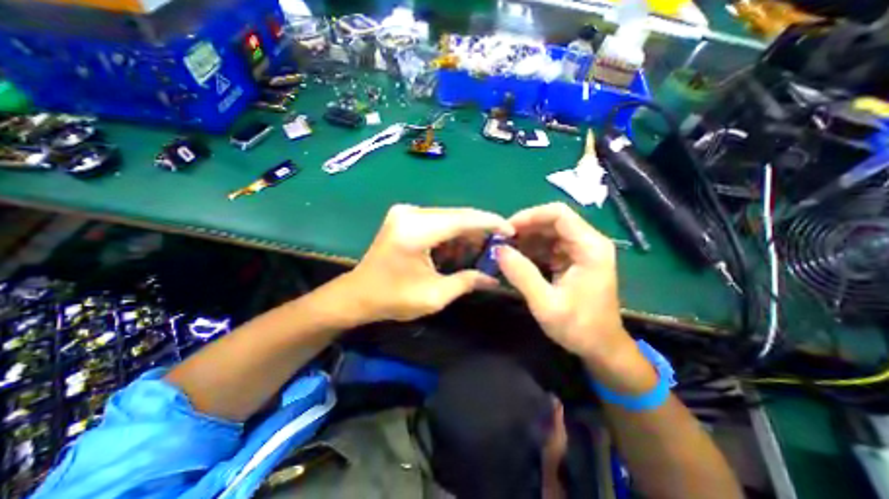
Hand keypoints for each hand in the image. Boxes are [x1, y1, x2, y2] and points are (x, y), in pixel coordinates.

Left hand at [340, 205, 511, 321]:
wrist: (356, 294)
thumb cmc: (392, 299)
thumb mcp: (433, 296)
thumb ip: (467, 282)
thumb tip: (494, 278)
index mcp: (416, 231)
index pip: (463, 219)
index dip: (490, 223)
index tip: (510, 230)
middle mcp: (411, 213)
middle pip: (457, 215)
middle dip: (480, 228)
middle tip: (499, 243)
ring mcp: (405, 212)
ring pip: (448, 216)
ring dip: (466, 231)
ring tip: (482, 248)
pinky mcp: (404, 216)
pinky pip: (437, 220)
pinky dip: (451, 232)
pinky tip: (460, 246)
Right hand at [499, 203, 631, 362]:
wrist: (601, 348)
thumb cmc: (579, 328)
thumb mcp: (546, 304)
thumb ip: (522, 274)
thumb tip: (498, 249)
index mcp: (590, 248)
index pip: (559, 214)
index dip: (530, 216)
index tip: (507, 230)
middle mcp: (588, 242)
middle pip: (552, 221)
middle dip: (524, 228)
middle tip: (500, 241)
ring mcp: (580, 251)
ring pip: (548, 232)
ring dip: (525, 239)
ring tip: (504, 251)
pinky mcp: (572, 260)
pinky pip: (548, 246)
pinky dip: (530, 250)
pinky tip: (515, 260)